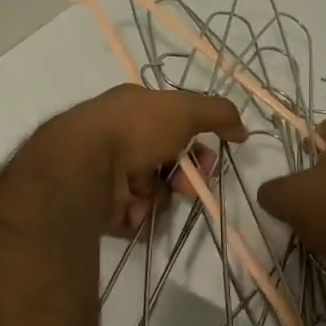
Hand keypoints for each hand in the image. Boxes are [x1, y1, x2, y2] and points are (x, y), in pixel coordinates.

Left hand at [33, 85, 248, 234]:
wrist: (82, 166)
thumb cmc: (134, 129)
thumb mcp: (184, 109)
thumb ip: (218, 114)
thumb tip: (243, 130)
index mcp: (133, 109)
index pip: (175, 126)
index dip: (197, 143)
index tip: (210, 157)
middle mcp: (119, 138)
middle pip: (167, 163)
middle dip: (184, 177)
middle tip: (187, 187)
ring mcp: (108, 174)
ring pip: (153, 193)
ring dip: (160, 198)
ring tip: (149, 199)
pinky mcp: (100, 207)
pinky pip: (134, 216)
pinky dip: (139, 215)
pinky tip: (133, 211)